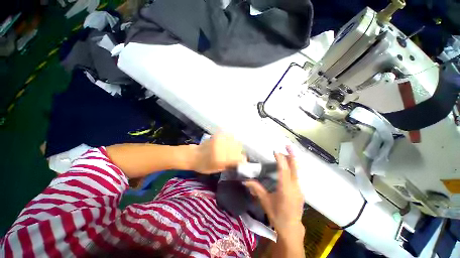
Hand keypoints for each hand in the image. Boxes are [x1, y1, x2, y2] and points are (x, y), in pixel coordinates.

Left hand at [192, 133, 246, 173]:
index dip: (243, 159)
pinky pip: (228, 135)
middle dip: (240, 152)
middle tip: (238, 155)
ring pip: (235, 141)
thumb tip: (239, 163)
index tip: (243, 161)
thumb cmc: (204, 166)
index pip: (238, 157)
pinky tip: (230, 142)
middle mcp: (221, 149)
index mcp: (221, 159)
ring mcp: (219, 141)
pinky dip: (231, 138)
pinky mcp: (217, 136)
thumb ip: (229, 166)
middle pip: (238, 148)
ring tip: (233, 149)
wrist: (193, 155)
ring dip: (236, 145)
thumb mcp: (217, 169)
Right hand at [244, 147, 304, 238]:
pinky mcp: (300, 191)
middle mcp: (294, 186)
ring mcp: (299, 188)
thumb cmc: (277, 215)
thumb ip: (256, 189)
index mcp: (285, 188)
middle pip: (295, 167)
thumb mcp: (265, 202)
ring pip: (297, 171)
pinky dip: (293, 167)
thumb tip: (245, 181)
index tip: (275, 151)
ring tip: (287, 152)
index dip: (280, 159)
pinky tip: (288, 166)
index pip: (284, 170)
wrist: (291, 228)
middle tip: (288, 145)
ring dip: (292, 160)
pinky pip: (297, 175)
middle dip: (292, 155)